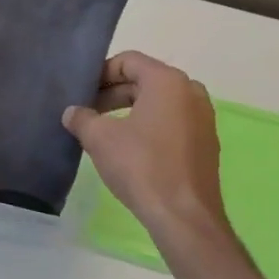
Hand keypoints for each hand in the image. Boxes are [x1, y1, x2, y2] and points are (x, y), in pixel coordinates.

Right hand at [63, 52, 231, 246]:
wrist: (184, 216)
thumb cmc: (141, 166)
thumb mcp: (100, 138)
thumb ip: (82, 118)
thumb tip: (72, 113)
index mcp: (168, 81)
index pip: (128, 61)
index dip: (100, 74)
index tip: (81, 92)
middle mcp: (191, 92)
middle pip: (144, 80)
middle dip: (113, 93)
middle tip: (87, 112)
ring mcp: (203, 118)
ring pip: (158, 102)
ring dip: (129, 110)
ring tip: (103, 130)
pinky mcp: (205, 143)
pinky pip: (172, 122)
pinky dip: (148, 126)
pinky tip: (128, 148)